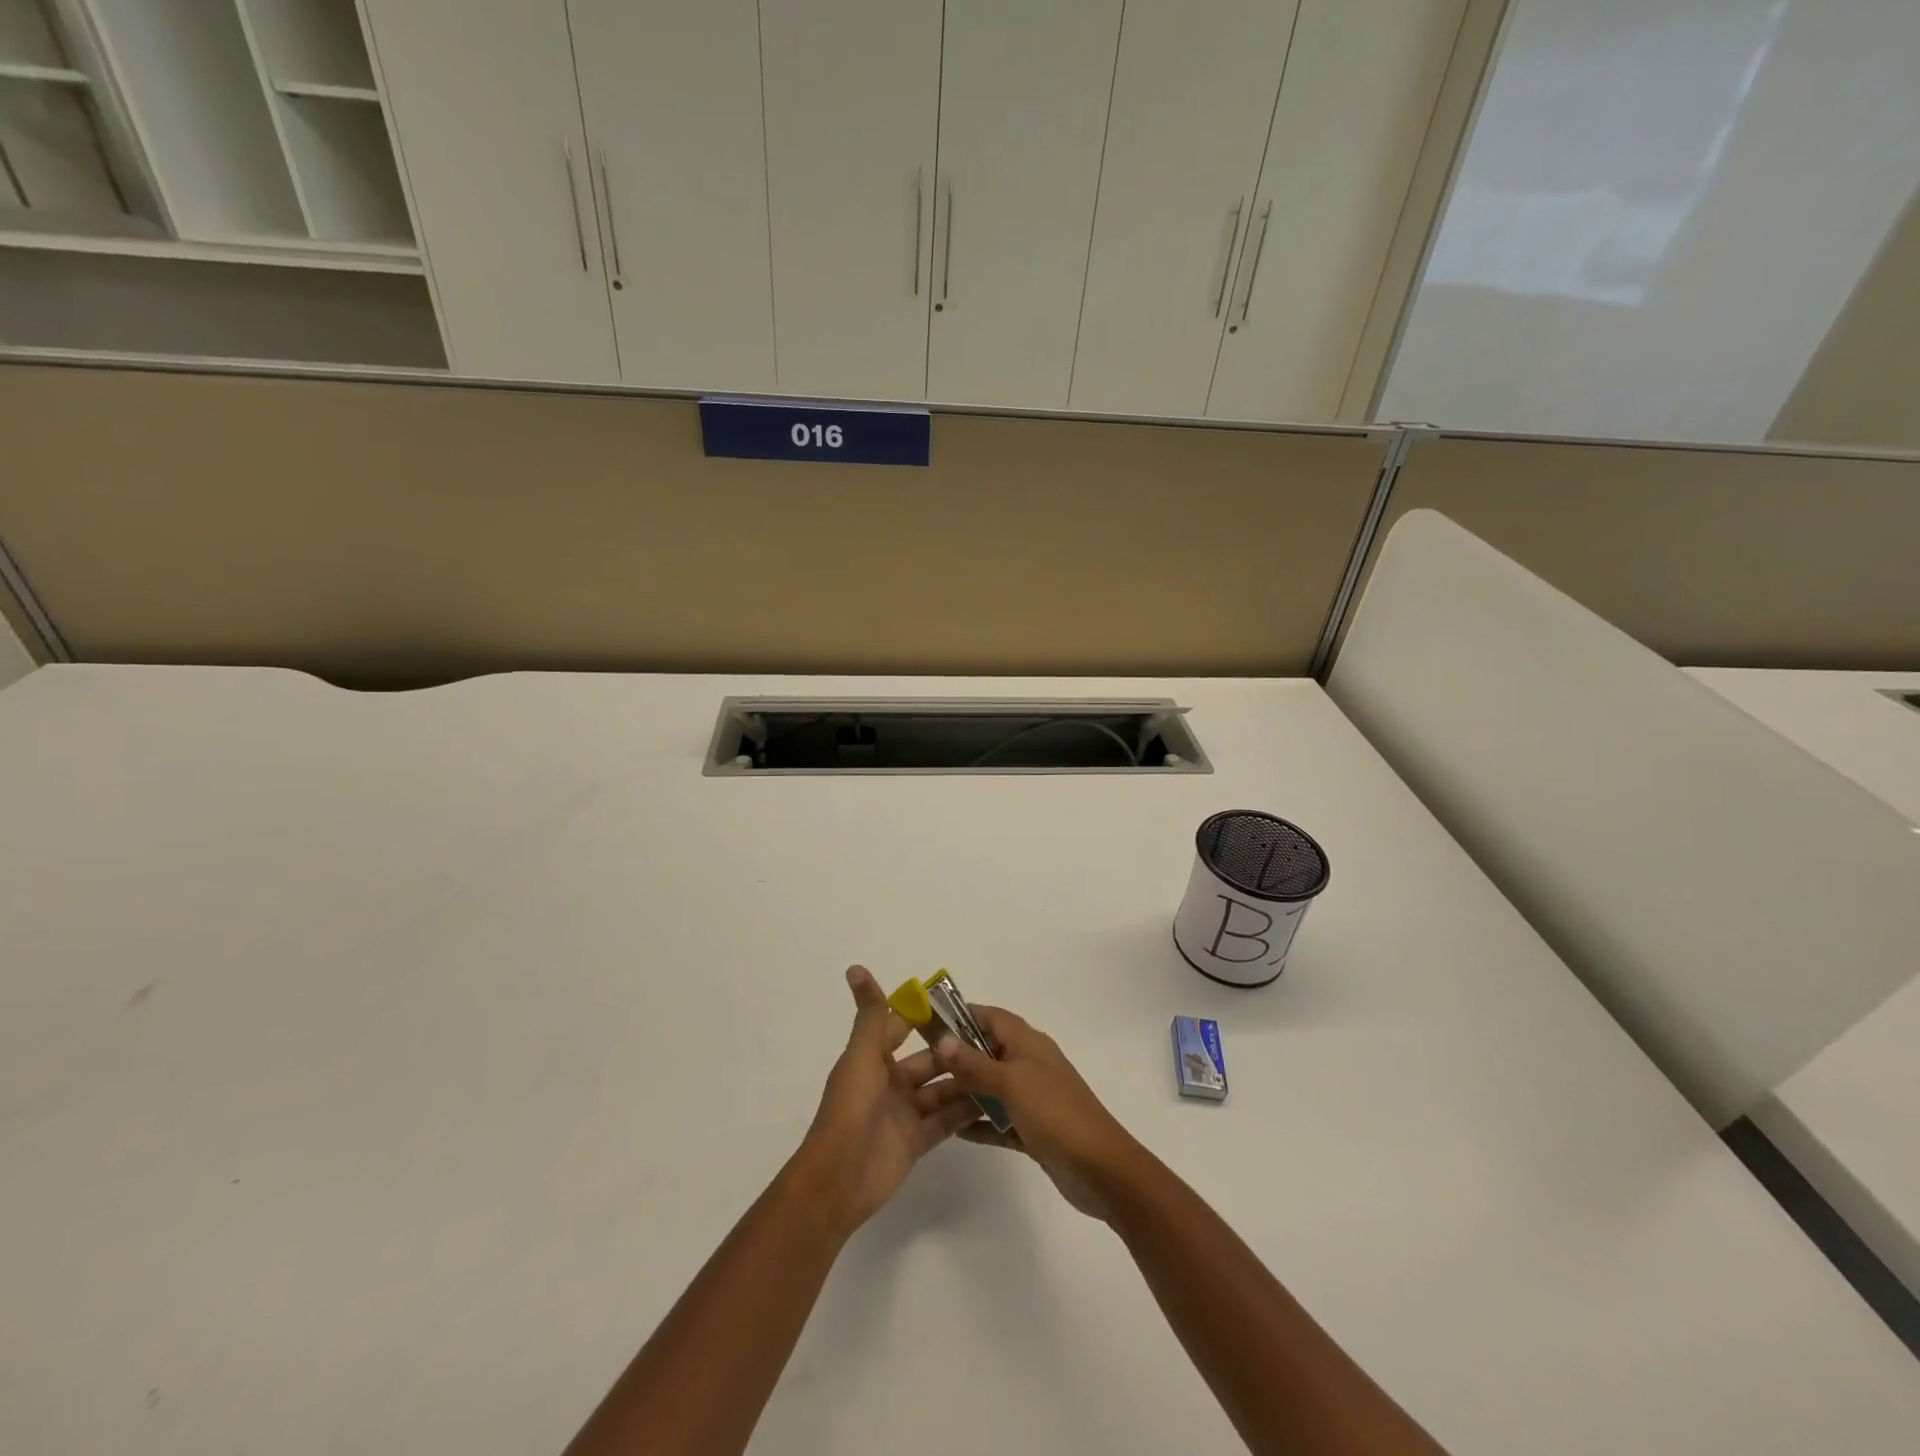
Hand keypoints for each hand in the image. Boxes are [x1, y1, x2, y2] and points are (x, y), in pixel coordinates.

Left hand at [787, 966, 978, 1239]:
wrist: (838, 1180)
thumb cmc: (850, 1109)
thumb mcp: (862, 1055)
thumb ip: (871, 1014)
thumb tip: (855, 967)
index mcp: (873, 1058)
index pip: (903, 1027)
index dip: (925, 1014)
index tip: (959, 1003)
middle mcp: (890, 1082)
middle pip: (929, 1060)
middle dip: (954, 1050)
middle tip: (993, 1040)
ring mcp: (904, 1113)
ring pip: (941, 1090)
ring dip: (965, 1080)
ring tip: (1001, 1068)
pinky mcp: (917, 1141)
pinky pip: (946, 1121)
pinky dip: (966, 1111)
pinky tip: (995, 1100)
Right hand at [933, 1005, 1144, 1222]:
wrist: (1101, 1169)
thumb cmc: (1055, 1113)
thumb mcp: (1012, 1083)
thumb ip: (975, 1063)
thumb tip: (943, 1040)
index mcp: (1029, 1044)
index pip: (992, 1017)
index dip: (964, 1015)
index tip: (931, 1022)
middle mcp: (1031, 1065)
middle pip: (989, 1051)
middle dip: (959, 1056)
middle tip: (922, 1065)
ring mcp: (1034, 1098)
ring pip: (993, 1087)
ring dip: (966, 1091)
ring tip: (931, 1098)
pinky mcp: (1034, 1130)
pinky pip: (1001, 1121)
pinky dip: (981, 1123)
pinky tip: (955, 1131)